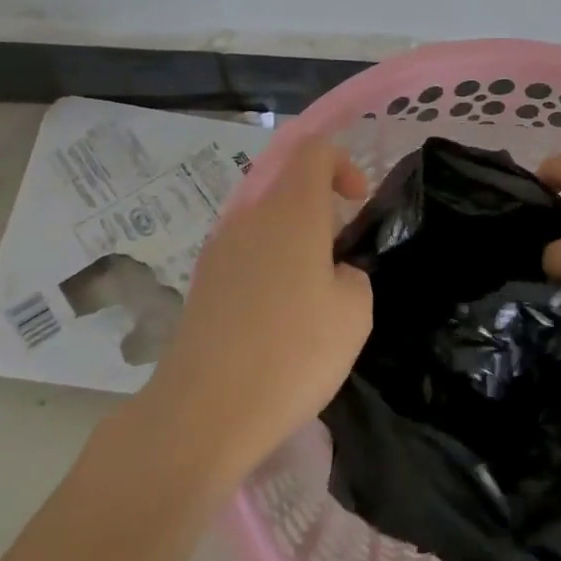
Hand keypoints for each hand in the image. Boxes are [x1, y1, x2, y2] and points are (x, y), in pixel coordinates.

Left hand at [130, 140, 370, 489]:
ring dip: (293, 242)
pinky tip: (276, 318)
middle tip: (339, 258)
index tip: (358, 202)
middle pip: (287, 186)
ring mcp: (219, 248)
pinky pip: (245, 253)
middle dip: (319, 210)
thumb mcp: (354, 314)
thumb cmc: (293, 353)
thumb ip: (353, 275)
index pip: (313, 151)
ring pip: (265, 222)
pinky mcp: (202, 280)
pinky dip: (268, 267)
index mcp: (292, 211)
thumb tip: (333, 272)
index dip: (342, 163)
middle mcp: (251, 217)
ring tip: (310, 296)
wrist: (205, 410)